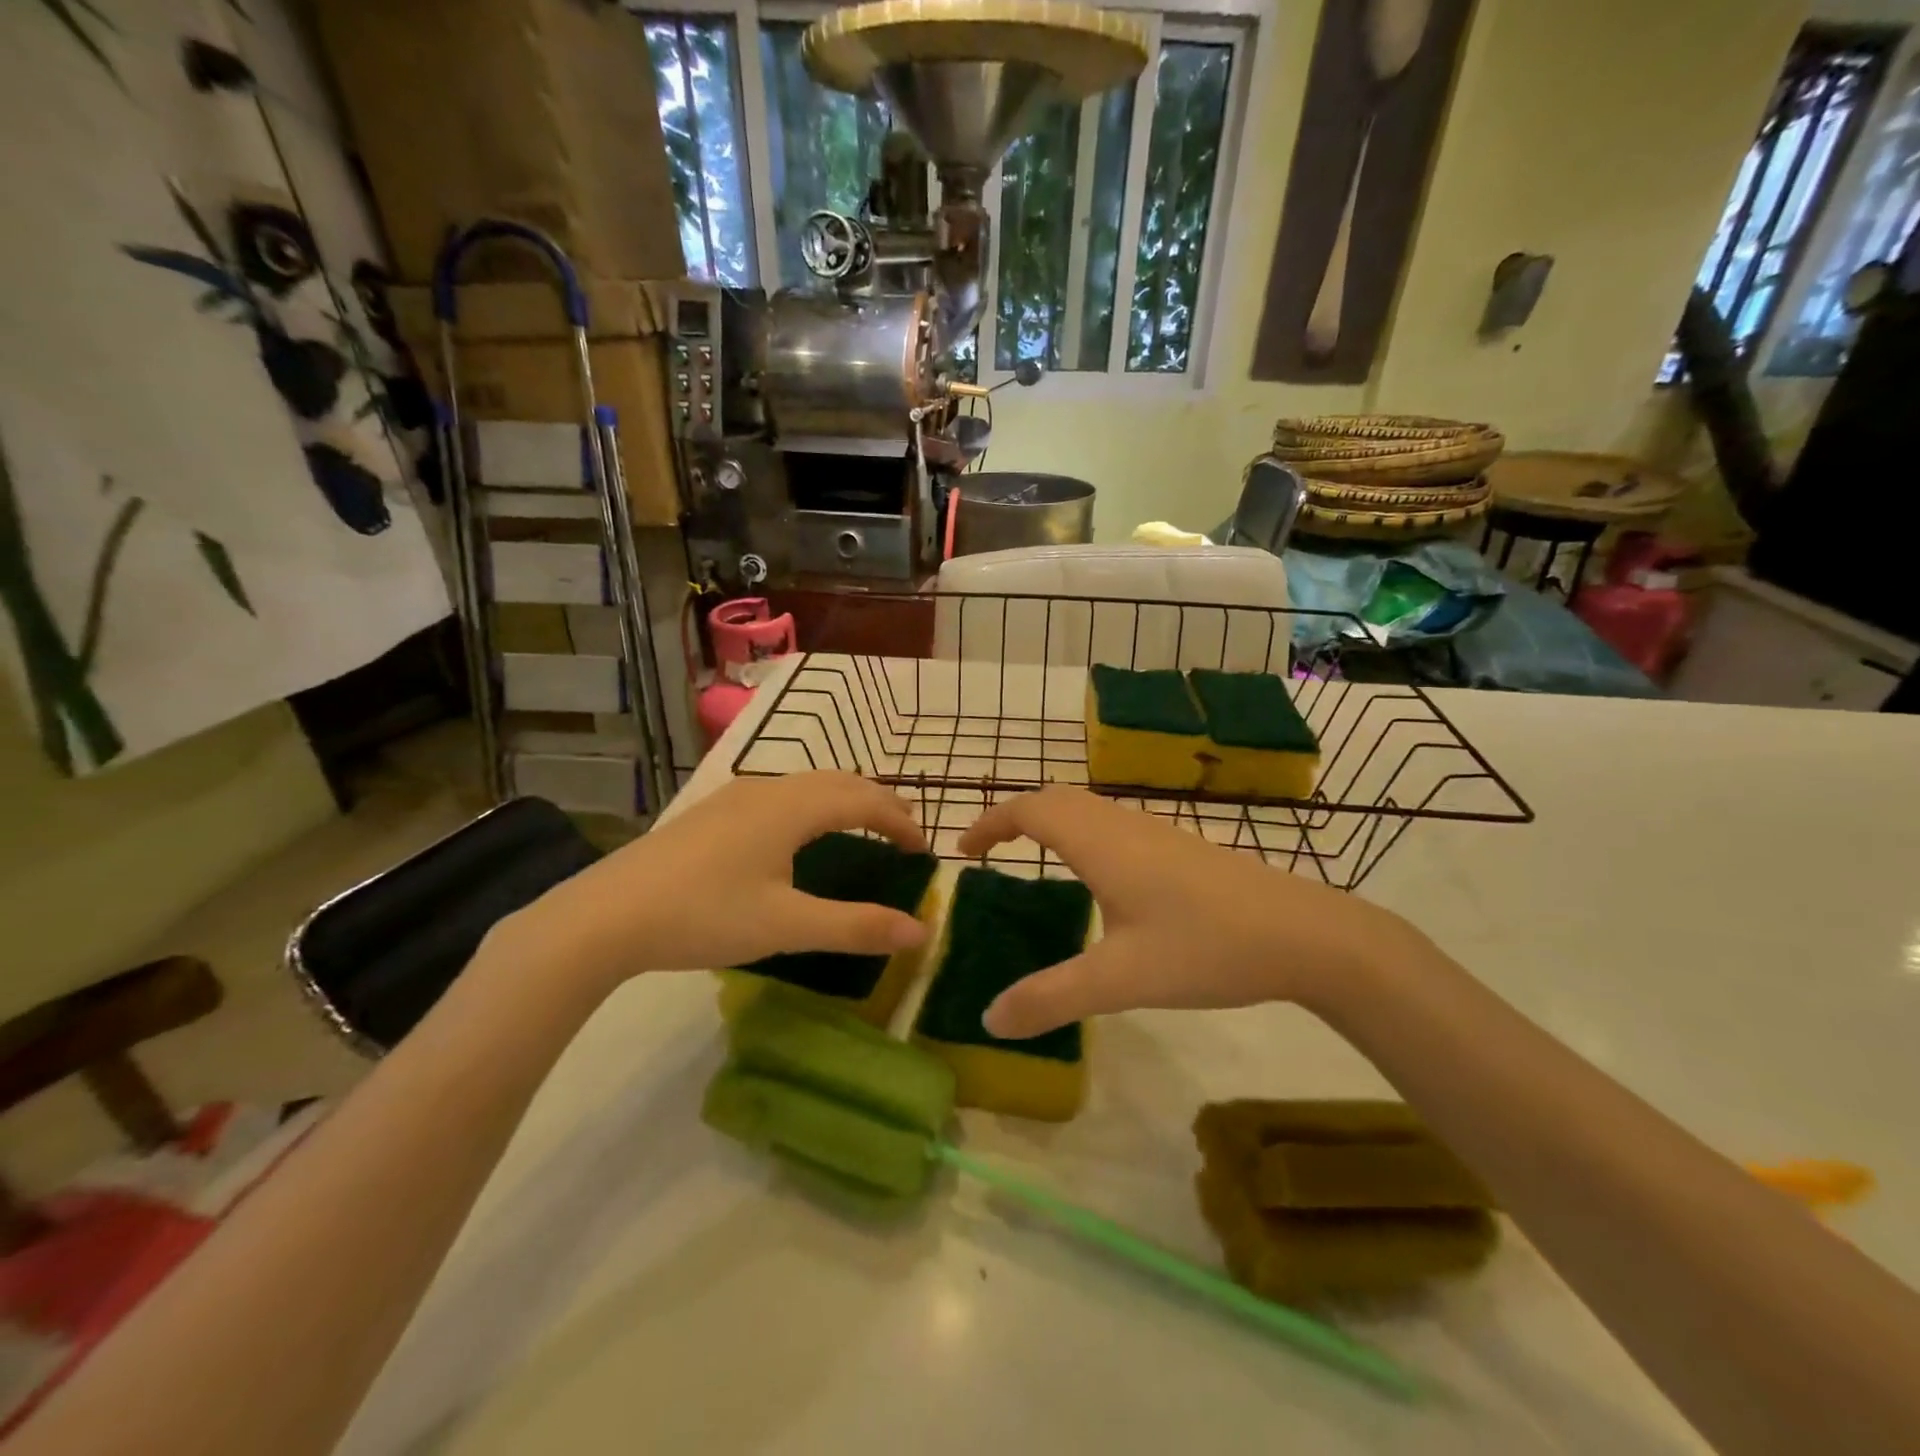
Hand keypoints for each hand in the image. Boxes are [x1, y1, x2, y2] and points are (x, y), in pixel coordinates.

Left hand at [493, 773, 929, 991]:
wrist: (607, 914)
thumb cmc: (704, 915)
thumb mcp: (787, 925)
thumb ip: (856, 926)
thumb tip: (920, 931)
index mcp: (794, 807)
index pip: (866, 801)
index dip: (901, 823)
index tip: (924, 852)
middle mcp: (770, 788)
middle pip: (842, 782)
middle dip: (879, 804)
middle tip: (903, 836)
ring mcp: (737, 794)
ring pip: (809, 784)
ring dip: (845, 800)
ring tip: (862, 829)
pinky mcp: (714, 810)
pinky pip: (784, 794)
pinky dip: (815, 805)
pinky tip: (800, 835)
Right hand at [957, 787, 1417, 1037]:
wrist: (1305, 934)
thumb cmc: (1205, 947)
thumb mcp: (1121, 979)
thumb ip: (1052, 998)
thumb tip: (989, 1019)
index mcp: (1100, 843)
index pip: (1029, 810)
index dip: (989, 823)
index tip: (962, 851)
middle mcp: (1122, 825)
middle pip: (1055, 799)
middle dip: (1014, 816)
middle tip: (988, 853)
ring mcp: (1155, 832)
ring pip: (1087, 808)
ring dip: (1050, 821)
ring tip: (1030, 859)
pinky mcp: (1179, 847)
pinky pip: (1111, 824)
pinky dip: (1081, 833)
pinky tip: (1096, 878)